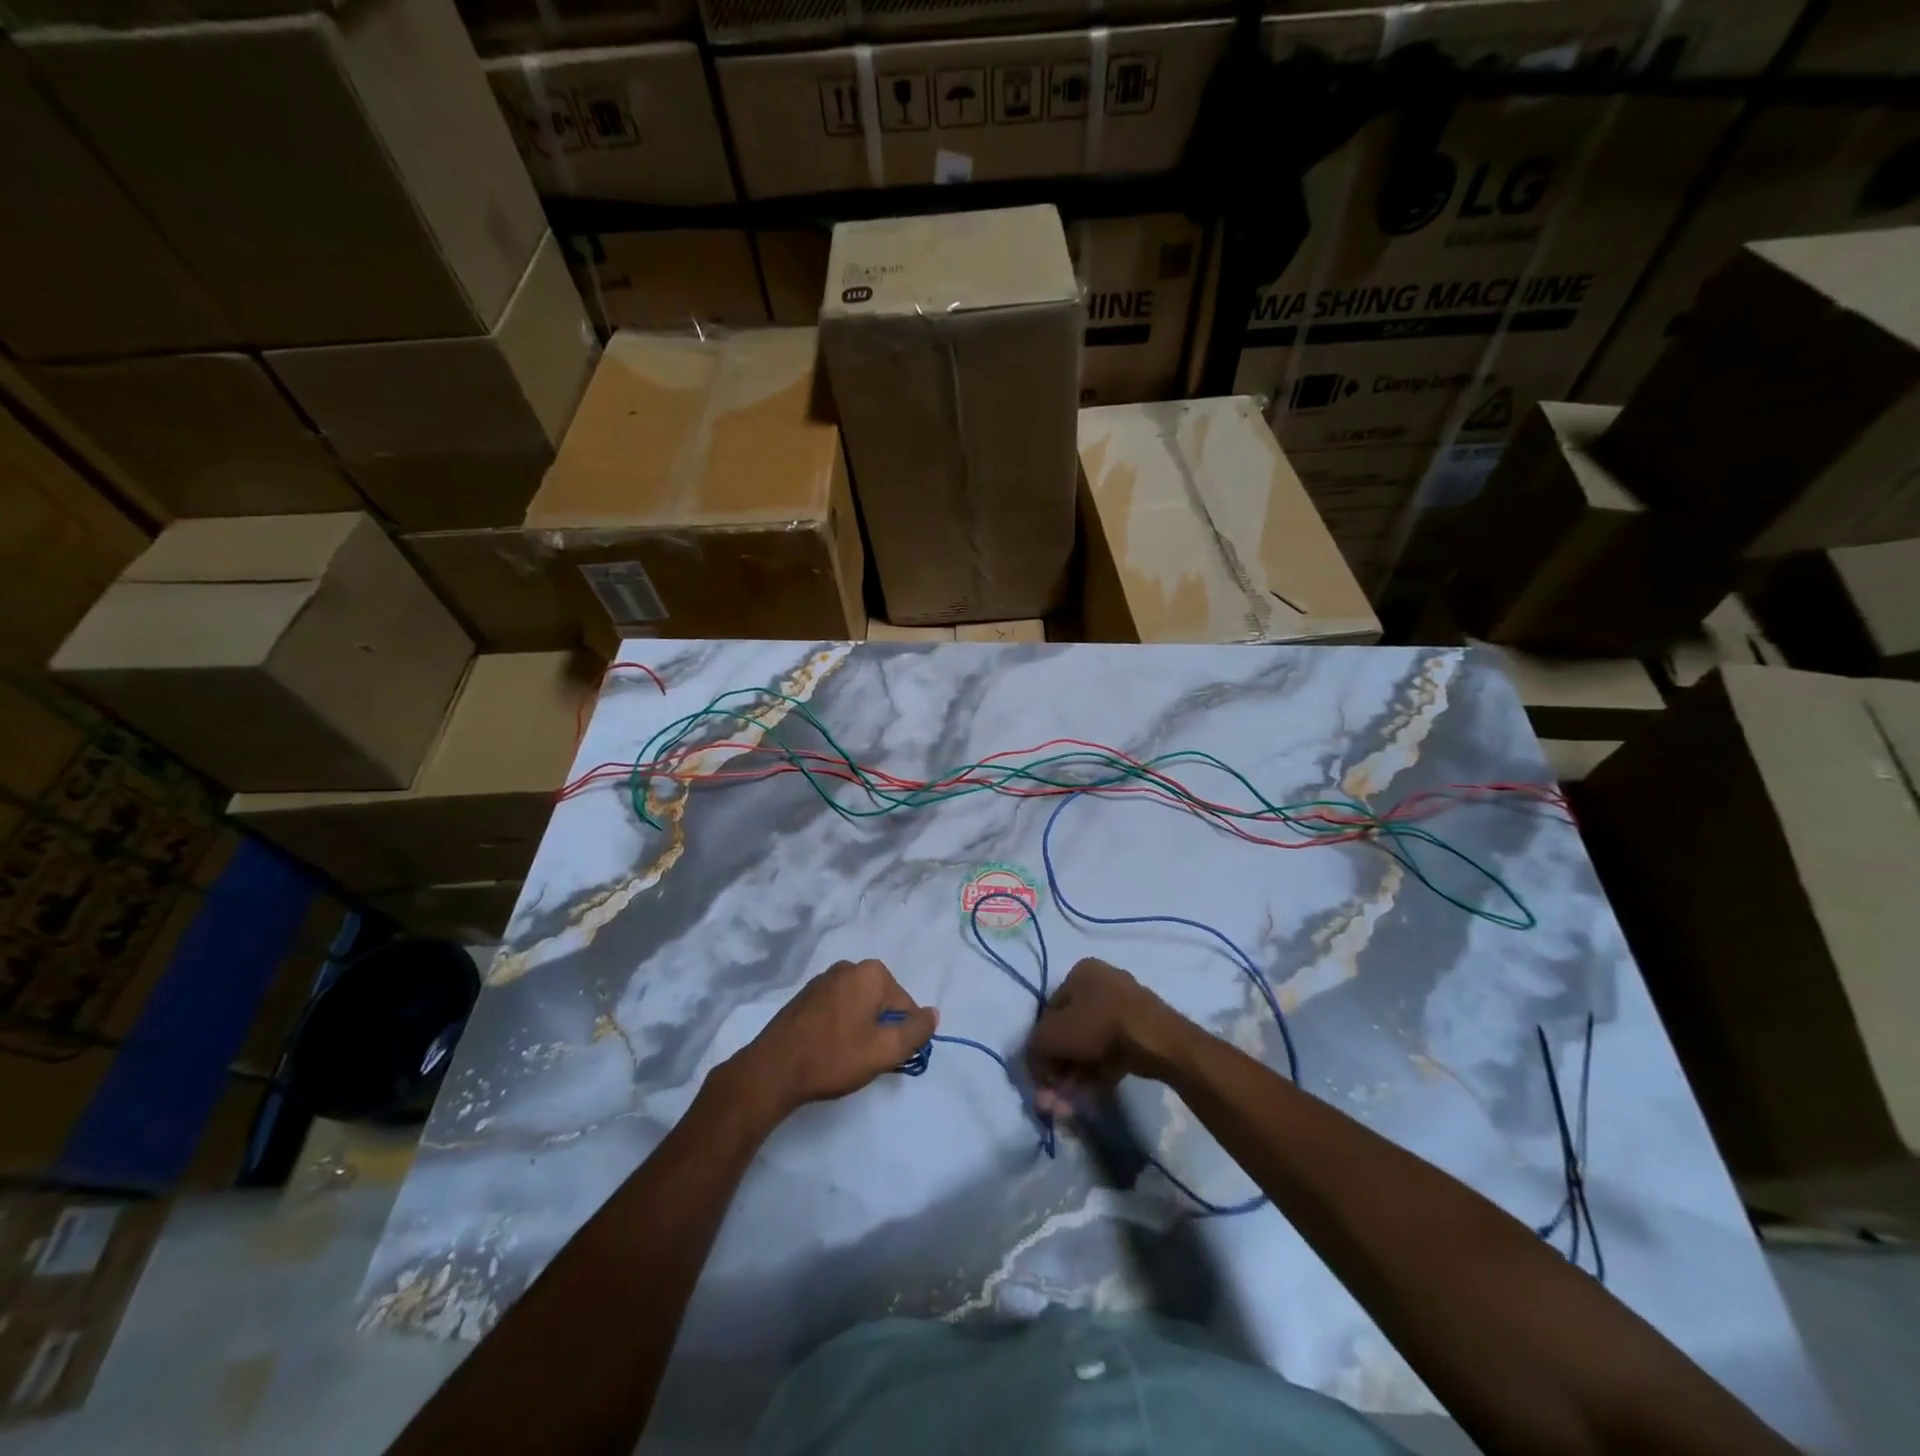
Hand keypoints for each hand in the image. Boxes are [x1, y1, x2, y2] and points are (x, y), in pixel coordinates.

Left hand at [728, 958, 937, 1120]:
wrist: (773, 1070)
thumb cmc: (834, 1057)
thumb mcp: (885, 1051)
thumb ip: (917, 1031)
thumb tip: (933, 1013)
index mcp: (871, 973)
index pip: (906, 1006)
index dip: (901, 1035)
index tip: (884, 1057)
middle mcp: (849, 966)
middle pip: (882, 1002)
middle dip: (881, 1029)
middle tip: (866, 1059)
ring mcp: (824, 979)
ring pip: (860, 1005)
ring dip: (860, 1028)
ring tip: (845, 1057)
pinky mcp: (806, 995)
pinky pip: (838, 1008)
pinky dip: (840, 1026)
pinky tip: (828, 1049)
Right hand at [1025, 958, 1190, 1117]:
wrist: (1155, 1039)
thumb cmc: (1098, 1025)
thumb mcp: (1052, 1035)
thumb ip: (1034, 1049)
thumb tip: (1034, 1065)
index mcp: (1080, 973)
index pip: (1050, 1011)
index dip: (1041, 1045)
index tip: (1042, 1075)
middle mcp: (1102, 984)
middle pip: (1071, 1032)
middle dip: (1061, 1067)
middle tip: (1056, 1096)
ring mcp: (1125, 1008)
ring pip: (1091, 1046)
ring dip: (1077, 1076)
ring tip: (1071, 1104)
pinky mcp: (1141, 1033)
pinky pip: (1112, 1054)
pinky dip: (1099, 1075)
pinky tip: (1091, 1098)